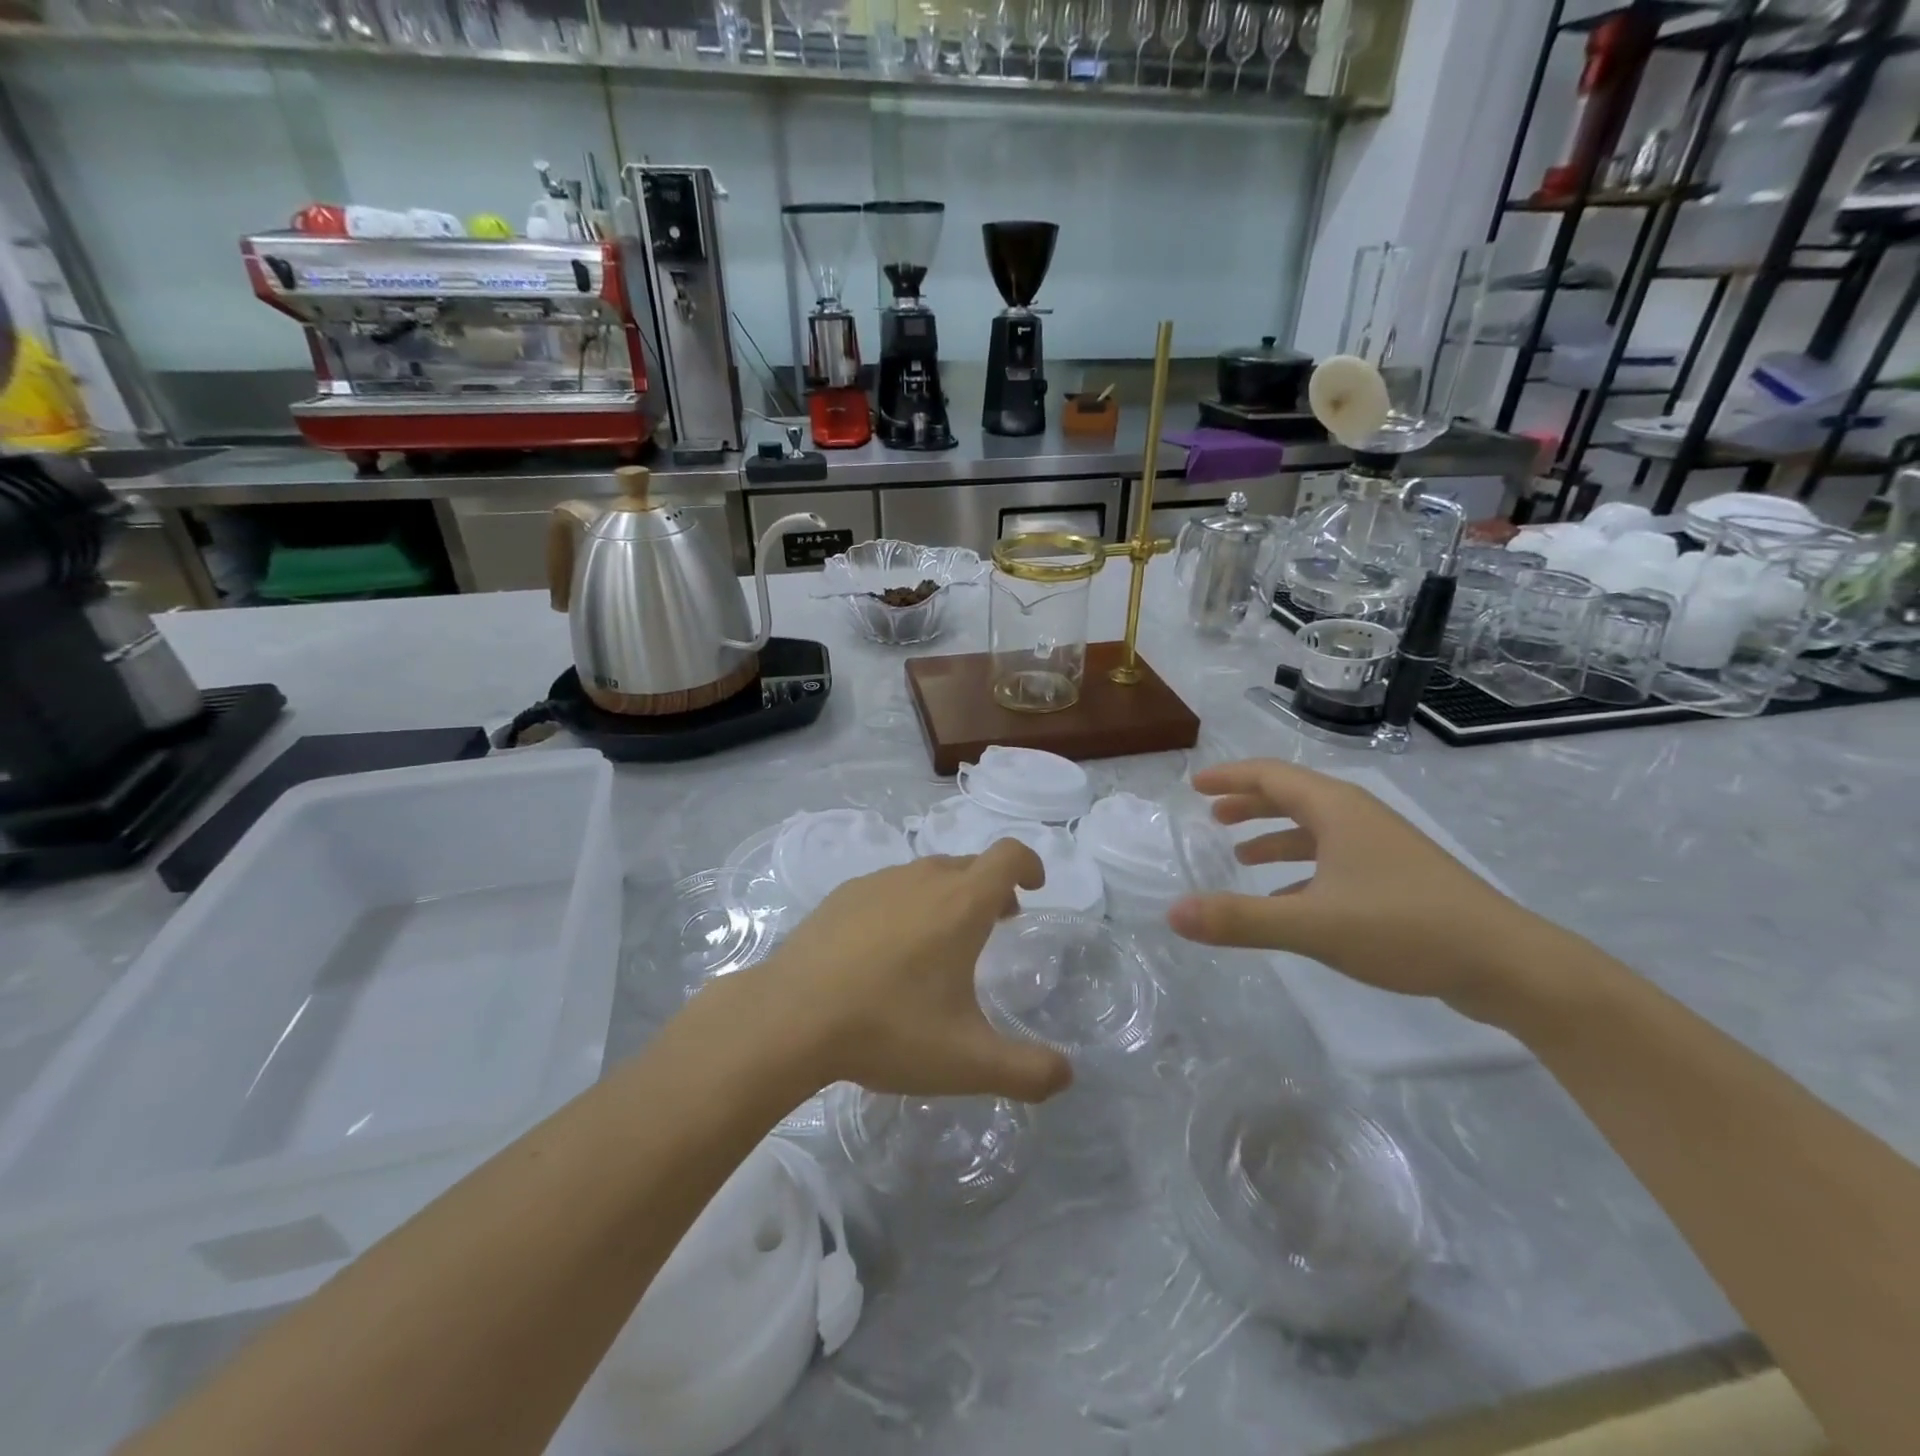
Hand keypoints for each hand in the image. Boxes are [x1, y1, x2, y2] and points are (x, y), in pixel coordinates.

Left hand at [733, 841, 1073, 1102]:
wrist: (789, 1017)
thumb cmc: (888, 1029)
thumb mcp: (968, 1062)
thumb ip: (1027, 1071)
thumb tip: (1066, 1074)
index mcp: (960, 904)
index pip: (1008, 855)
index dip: (1029, 863)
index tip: (1035, 887)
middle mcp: (922, 879)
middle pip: (970, 865)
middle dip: (992, 888)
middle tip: (997, 925)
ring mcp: (877, 882)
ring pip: (927, 875)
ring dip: (948, 896)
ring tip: (940, 943)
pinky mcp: (842, 895)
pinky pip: (889, 888)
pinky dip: (905, 904)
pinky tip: (886, 950)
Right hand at [1167, 760, 1554, 1013]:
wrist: (1507, 964)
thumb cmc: (1404, 927)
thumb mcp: (1312, 925)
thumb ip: (1240, 919)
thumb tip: (1172, 913)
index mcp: (1337, 809)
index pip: (1271, 776)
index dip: (1229, 777)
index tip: (1194, 785)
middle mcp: (1358, 818)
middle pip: (1292, 797)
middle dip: (1249, 803)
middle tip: (1211, 815)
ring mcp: (1381, 848)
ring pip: (1314, 829)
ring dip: (1274, 836)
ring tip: (1239, 854)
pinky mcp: (1396, 878)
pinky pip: (1333, 859)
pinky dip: (1300, 870)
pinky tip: (1285, 899)